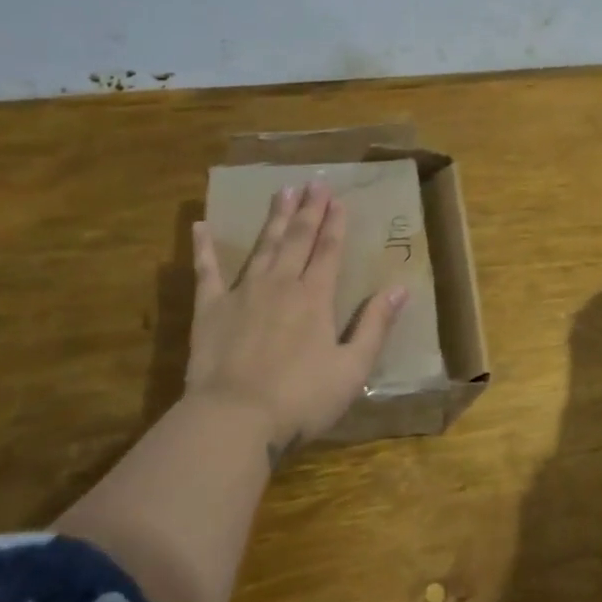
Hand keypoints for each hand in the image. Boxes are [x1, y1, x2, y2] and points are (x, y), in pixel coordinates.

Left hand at [188, 181, 406, 459]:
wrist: (235, 419)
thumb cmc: (301, 398)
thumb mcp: (352, 368)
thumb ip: (375, 325)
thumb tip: (401, 288)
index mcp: (315, 298)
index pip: (329, 251)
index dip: (335, 225)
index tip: (338, 199)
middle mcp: (281, 285)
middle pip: (297, 239)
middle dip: (308, 210)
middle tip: (314, 183)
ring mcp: (243, 293)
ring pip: (262, 246)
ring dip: (274, 218)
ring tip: (281, 192)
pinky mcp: (210, 309)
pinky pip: (206, 271)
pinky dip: (203, 247)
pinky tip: (200, 225)